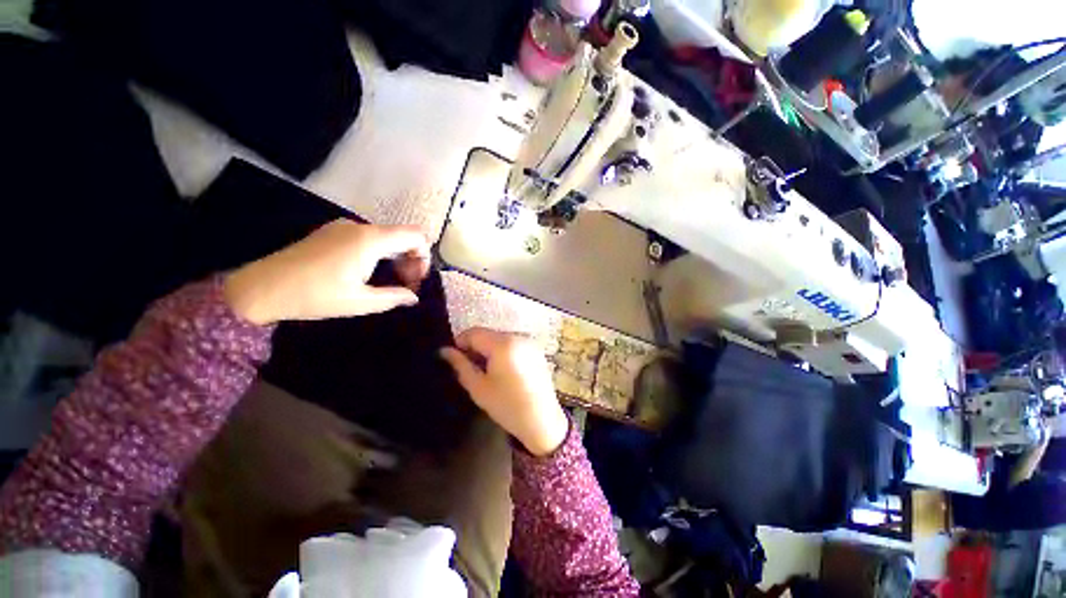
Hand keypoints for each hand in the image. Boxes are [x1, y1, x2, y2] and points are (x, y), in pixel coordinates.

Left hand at [223, 219, 430, 324]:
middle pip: (402, 235)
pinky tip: (369, 272)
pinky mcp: (331, 233)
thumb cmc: (313, 295)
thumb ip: (394, 297)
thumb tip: (413, 297)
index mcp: (370, 240)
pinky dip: (379, 253)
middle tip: (405, 285)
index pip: (415, 235)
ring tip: (388, 282)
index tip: (415, 279)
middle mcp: (359, 227)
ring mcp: (343, 228)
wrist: (260, 288)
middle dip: (411, 259)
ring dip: (395, 257)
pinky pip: (368, 238)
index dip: (423, 256)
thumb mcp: (360, 302)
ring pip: (385, 237)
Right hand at [440, 328, 568, 456]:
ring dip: (489, 349)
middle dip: (475, 346)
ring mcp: (529, 342)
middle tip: (470, 368)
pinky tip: (503, 371)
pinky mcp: (536, 349)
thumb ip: (460, 365)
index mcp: (503, 344)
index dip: (460, 342)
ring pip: (500, 337)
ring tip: (487, 371)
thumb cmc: (507, 405)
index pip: (474, 332)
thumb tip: (444, 350)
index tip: (455, 359)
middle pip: (488, 333)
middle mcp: (518, 336)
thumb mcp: (478, 387)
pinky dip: (503, 351)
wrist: (542, 420)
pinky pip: (513, 343)